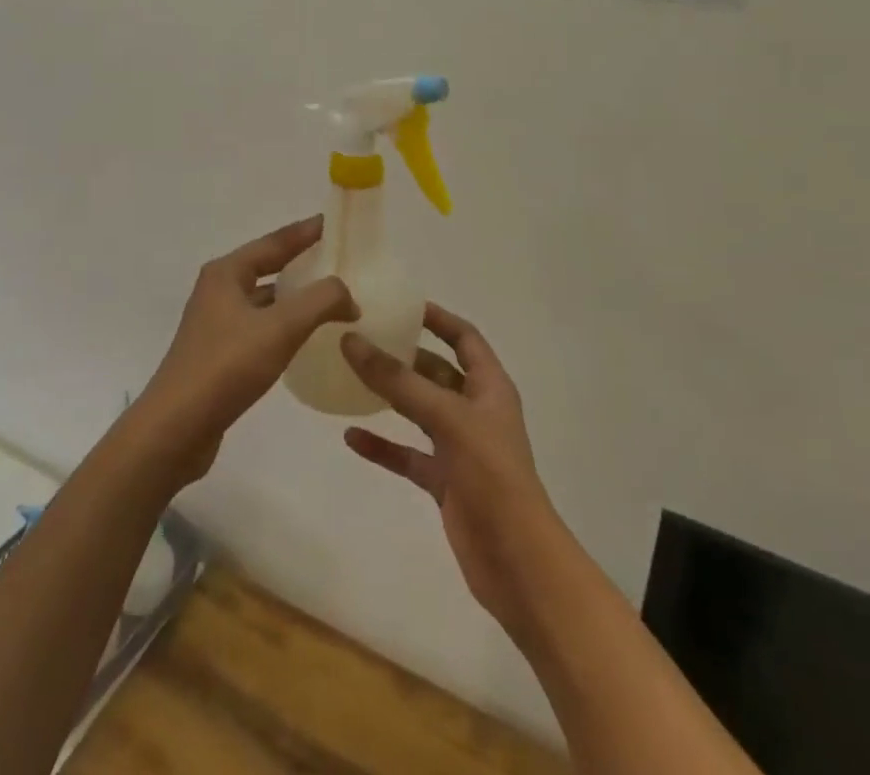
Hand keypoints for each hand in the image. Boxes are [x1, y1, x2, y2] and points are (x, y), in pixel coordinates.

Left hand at [131, 216, 355, 485]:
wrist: (176, 427)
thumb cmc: (226, 366)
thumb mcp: (280, 328)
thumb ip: (320, 301)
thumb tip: (347, 294)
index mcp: (227, 273)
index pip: (275, 242)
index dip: (305, 232)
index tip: (333, 222)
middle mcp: (218, 290)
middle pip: (267, 266)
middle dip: (301, 261)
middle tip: (338, 258)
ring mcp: (216, 323)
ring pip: (264, 299)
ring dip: (294, 296)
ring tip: (330, 297)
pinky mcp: (219, 353)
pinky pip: (260, 326)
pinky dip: (284, 324)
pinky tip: (305, 337)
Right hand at [340, 304, 561, 634]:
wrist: (518, 564)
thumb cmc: (492, 477)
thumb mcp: (446, 418)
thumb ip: (398, 382)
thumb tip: (351, 340)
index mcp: (489, 388)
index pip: (464, 337)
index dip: (437, 318)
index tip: (401, 304)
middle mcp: (475, 411)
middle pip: (436, 372)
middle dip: (404, 355)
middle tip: (363, 337)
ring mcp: (460, 448)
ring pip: (419, 411)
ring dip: (390, 397)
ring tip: (350, 376)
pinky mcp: (445, 482)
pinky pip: (408, 455)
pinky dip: (383, 445)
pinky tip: (351, 437)